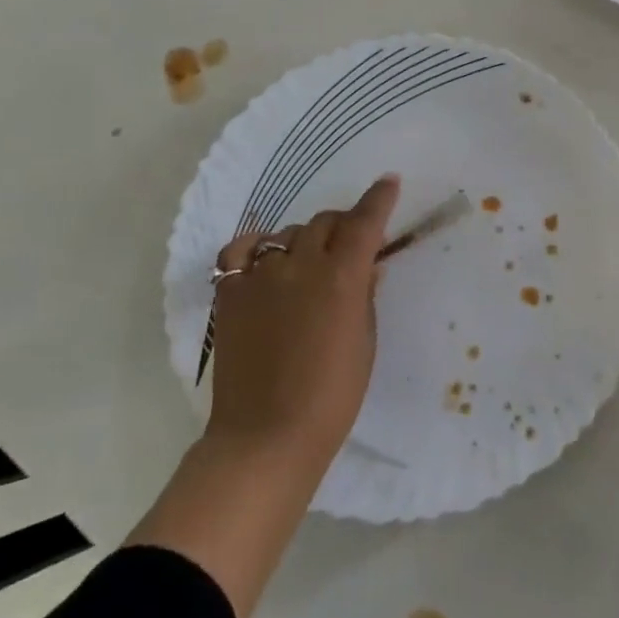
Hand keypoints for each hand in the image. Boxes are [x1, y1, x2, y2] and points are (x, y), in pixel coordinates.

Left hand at [205, 174, 400, 462]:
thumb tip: (365, 268)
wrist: (267, 436)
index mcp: (341, 278)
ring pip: (287, 234)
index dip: (379, 198)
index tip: (389, 182)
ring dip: (306, 239)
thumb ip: (364, 296)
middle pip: (324, 222)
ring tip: (310, 261)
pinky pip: (242, 251)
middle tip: (351, 242)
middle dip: (343, 224)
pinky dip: (258, 248)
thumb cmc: (332, 396)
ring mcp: (260, 277)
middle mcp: (301, 266)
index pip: (364, 222)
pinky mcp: (230, 294)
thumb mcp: (364, 342)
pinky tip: (266, 260)